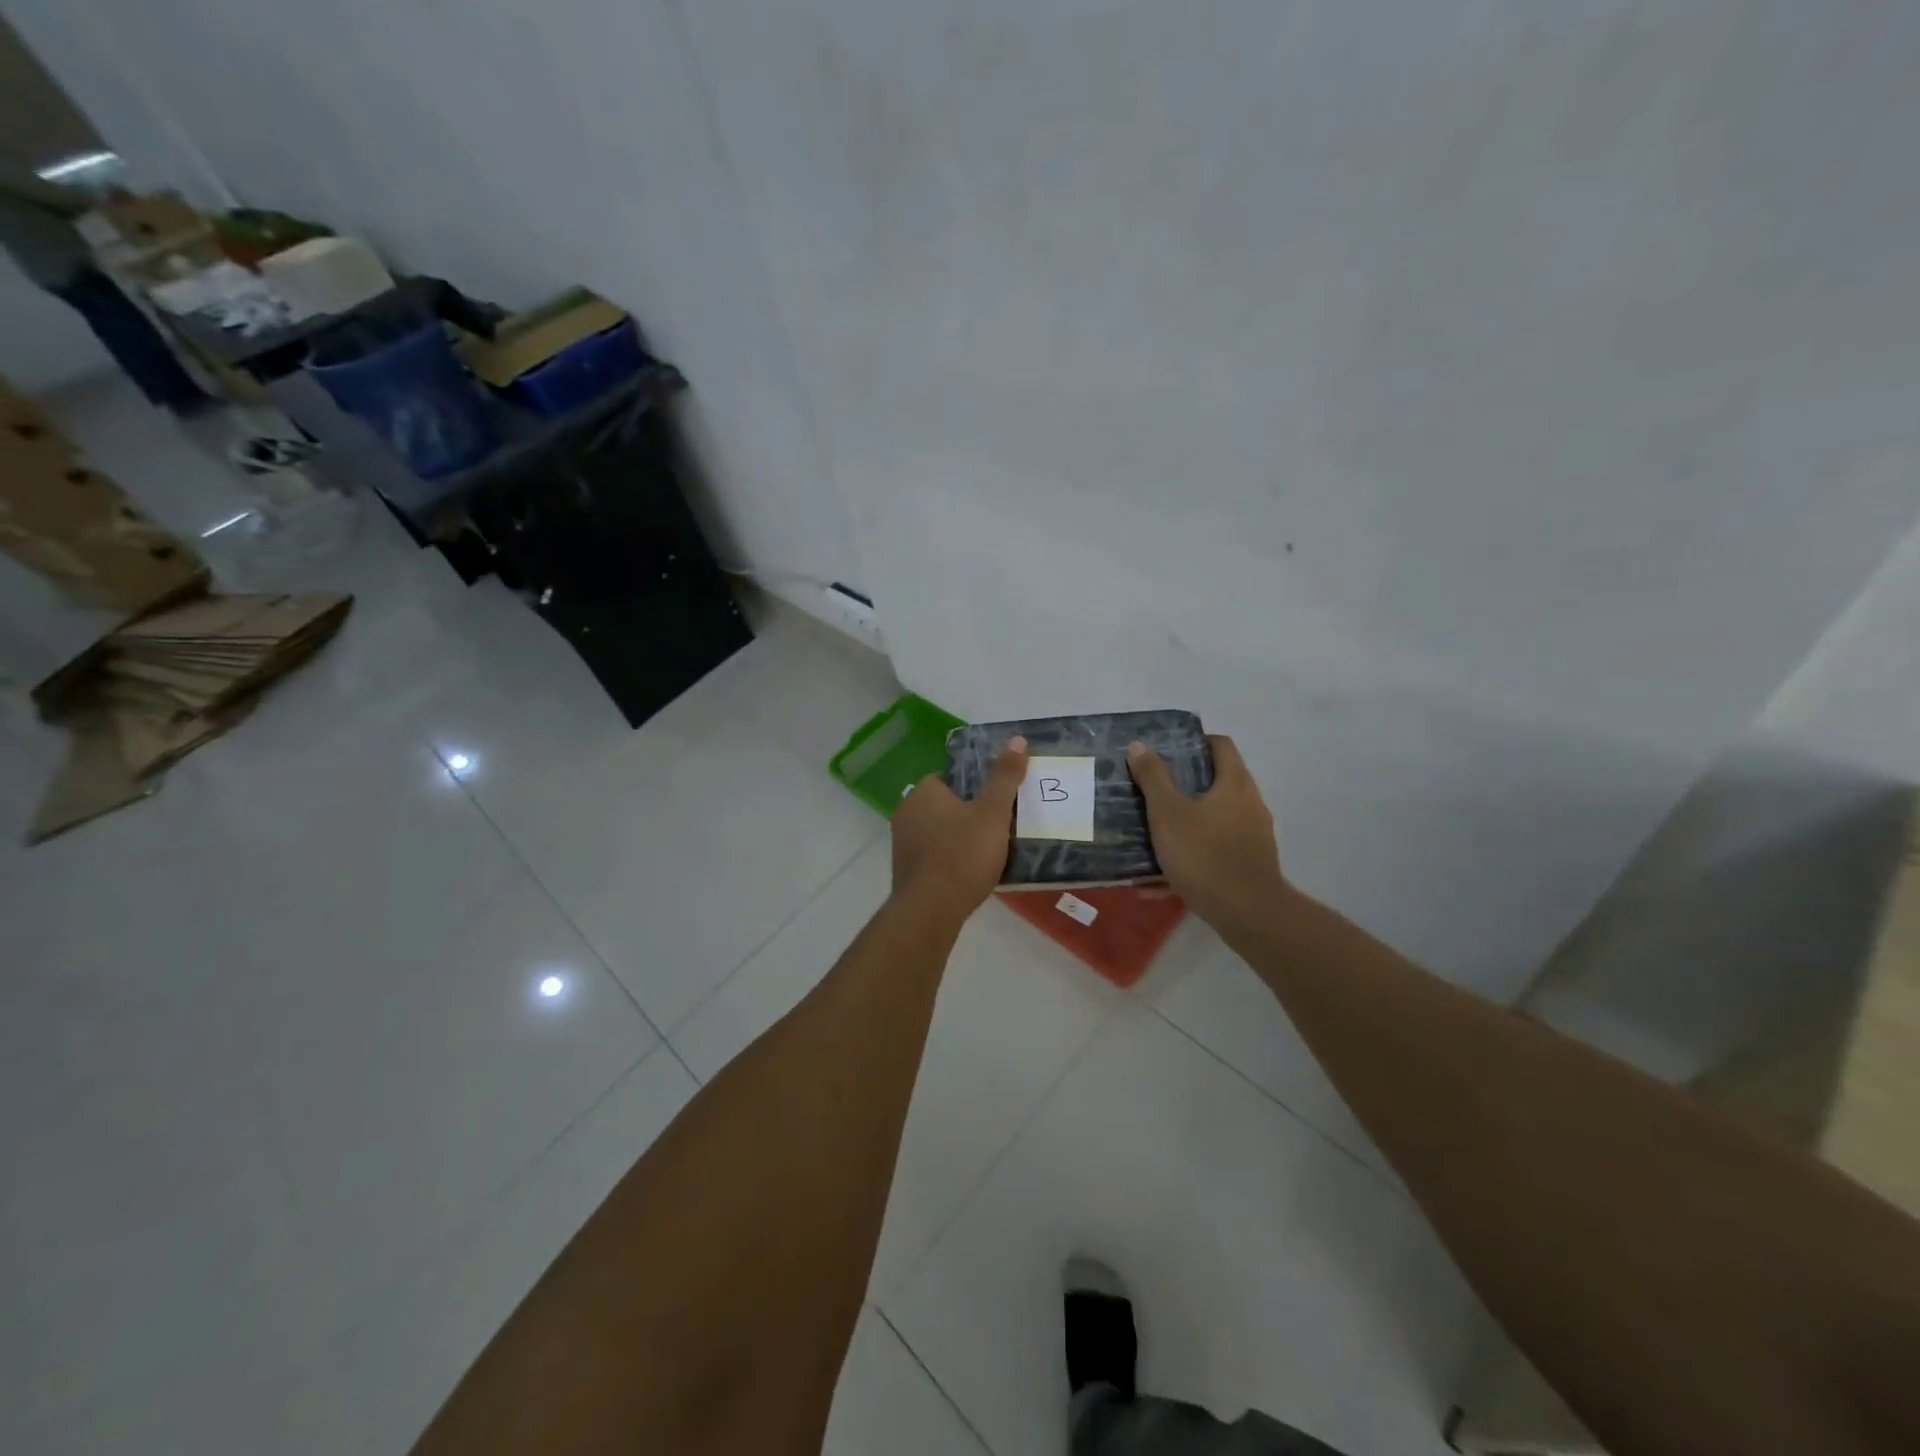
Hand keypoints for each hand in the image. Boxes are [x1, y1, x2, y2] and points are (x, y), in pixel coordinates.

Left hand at [891, 737, 1029, 920]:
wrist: (931, 910)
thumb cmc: (963, 854)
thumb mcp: (993, 813)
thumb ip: (1005, 776)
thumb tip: (1017, 739)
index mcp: (924, 791)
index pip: (952, 777)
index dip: (977, 785)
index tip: (999, 800)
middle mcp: (906, 811)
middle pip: (946, 804)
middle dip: (970, 812)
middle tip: (1001, 825)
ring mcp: (902, 842)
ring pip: (940, 830)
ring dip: (960, 837)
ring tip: (991, 850)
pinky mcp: (905, 870)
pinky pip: (934, 854)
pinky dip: (951, 858)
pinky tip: (971, 872)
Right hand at [1128, 734, 1287, 932]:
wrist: (1247, 913)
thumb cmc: (1204, 854)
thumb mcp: (1168, 813)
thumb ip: (1153, 778)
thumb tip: (1139, 745)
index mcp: (1234, 783)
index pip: (1220, 745)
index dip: (1194, 742)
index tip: (1166, 752)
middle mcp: (1250, 804)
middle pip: (1216, 782)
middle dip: (1183, 786)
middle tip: (1150, 792)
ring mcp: (1253, 836)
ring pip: (1213, 820)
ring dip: (1183, 825)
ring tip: (1150, 835)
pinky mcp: (1250, 865)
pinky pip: (1214, 852)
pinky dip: (1189, 858)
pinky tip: (1157, 881)